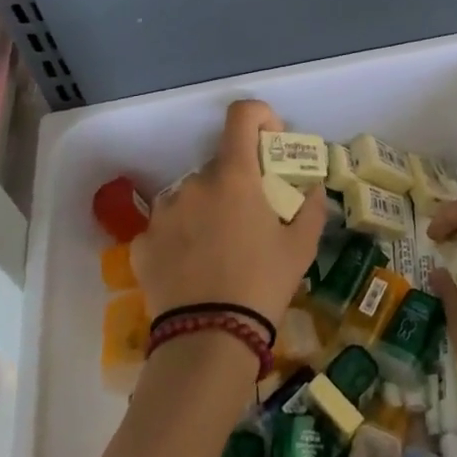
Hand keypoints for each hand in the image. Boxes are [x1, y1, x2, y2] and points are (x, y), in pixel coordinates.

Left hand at [131, 99, 327, 328]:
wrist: (208, 341)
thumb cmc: (262, 285)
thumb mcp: (300, 248)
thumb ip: (311, 209)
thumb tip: (313, 190)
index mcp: (234, 176)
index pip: (241, 115)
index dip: (259, 117)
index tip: (270, 142)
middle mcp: (195, 183)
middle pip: (219, 165)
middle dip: (237, 182)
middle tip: (251, 218)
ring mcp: (164, 212)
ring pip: (192, 195)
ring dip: (207, 208)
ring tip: (219, 249)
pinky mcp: (143, 242)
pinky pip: (168, 227)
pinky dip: (181, 237)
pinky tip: (193, 269)